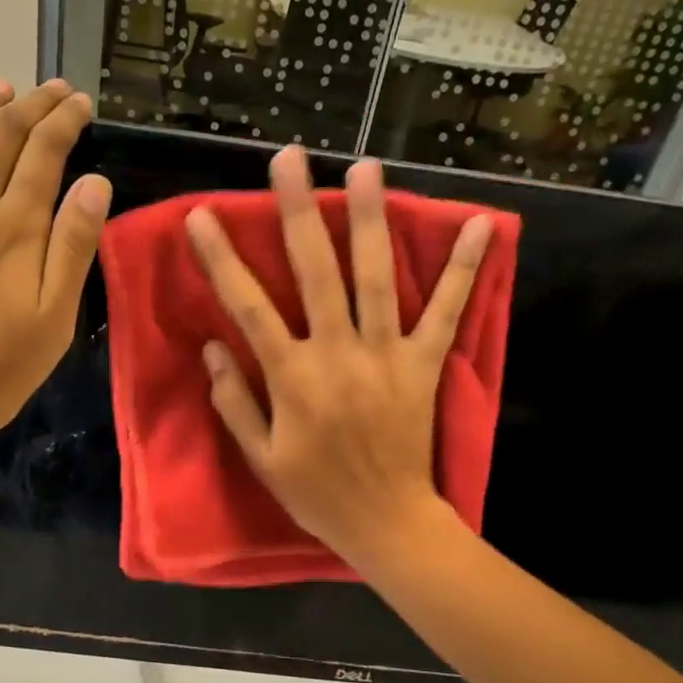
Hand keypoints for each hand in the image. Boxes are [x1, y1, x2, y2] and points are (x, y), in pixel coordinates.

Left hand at [0, 78, 108, 464]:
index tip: (81, 102)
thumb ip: (72, 247)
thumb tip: (95, 182)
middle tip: (54, 89)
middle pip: (1, 134)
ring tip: (4, 85)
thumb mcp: (52, 321)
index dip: (64, 120)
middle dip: (31, 105)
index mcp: (14, 227)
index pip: (44, 153)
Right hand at [185, 146, 491, 566]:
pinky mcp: (424, 364)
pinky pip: (446, 311)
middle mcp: (338, 353)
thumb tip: (214, 347)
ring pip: (376, 277)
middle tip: (289, 159)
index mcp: (292, 377)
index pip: (248, 307)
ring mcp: (386, 354)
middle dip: (298, 212)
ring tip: (366, 168)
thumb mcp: (261, 457)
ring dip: (370, 220)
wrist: (387, 522)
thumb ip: (234, 400)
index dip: (222, 260)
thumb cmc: (316, 492)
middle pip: (315, 272)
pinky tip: (481, 226)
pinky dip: (463, 269)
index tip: (201, 216)